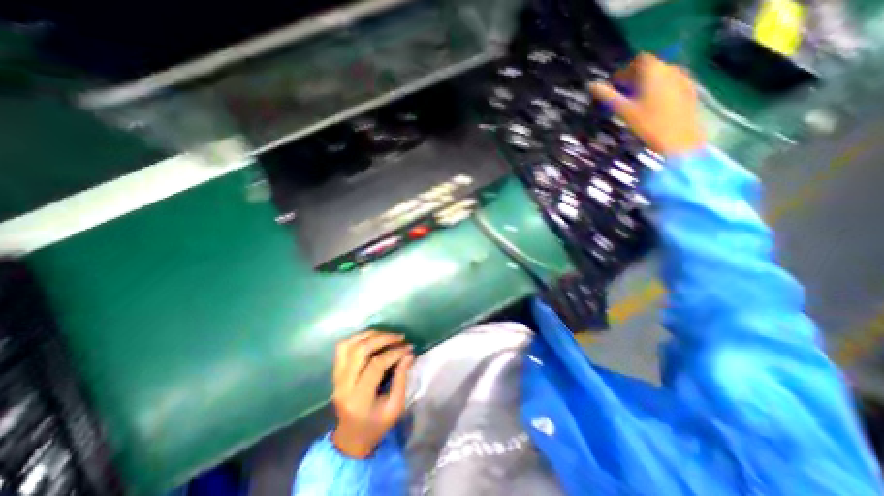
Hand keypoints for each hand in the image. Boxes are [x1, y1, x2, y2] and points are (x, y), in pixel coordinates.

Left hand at [331, 332, 414, 458]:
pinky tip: (372, 338)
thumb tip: (409, 354)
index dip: (394, 353)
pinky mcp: (335, 372)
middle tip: (400, 337)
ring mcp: (336, 377)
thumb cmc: (377, 425)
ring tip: (387, 335)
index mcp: (359, 399)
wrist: (351, 438)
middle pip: (360, 350)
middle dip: (382, 339)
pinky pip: (343, 347)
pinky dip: (358, 338)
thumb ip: (402, 379)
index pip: (376, 365)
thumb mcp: (395, 407)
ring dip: (370, 335)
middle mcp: (344, 385)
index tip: (408, 348)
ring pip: (349, 345)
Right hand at [589, 53, 708, 154]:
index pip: (638, 60)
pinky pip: (670, 82)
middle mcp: (670, 68)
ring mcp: (682, 78)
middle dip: (635, 77)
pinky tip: (652, 105)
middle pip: (650, 66)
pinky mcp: (689, 89)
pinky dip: (658, 88)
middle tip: (623, 94)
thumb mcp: (624, 110)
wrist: (679, 138)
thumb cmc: (648, 124)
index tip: (615, 84)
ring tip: (636, 101)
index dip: (625, 70)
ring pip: (661, 74)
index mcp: (653, 71)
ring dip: (647, 83)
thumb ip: (608, 96)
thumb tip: (591, 85)